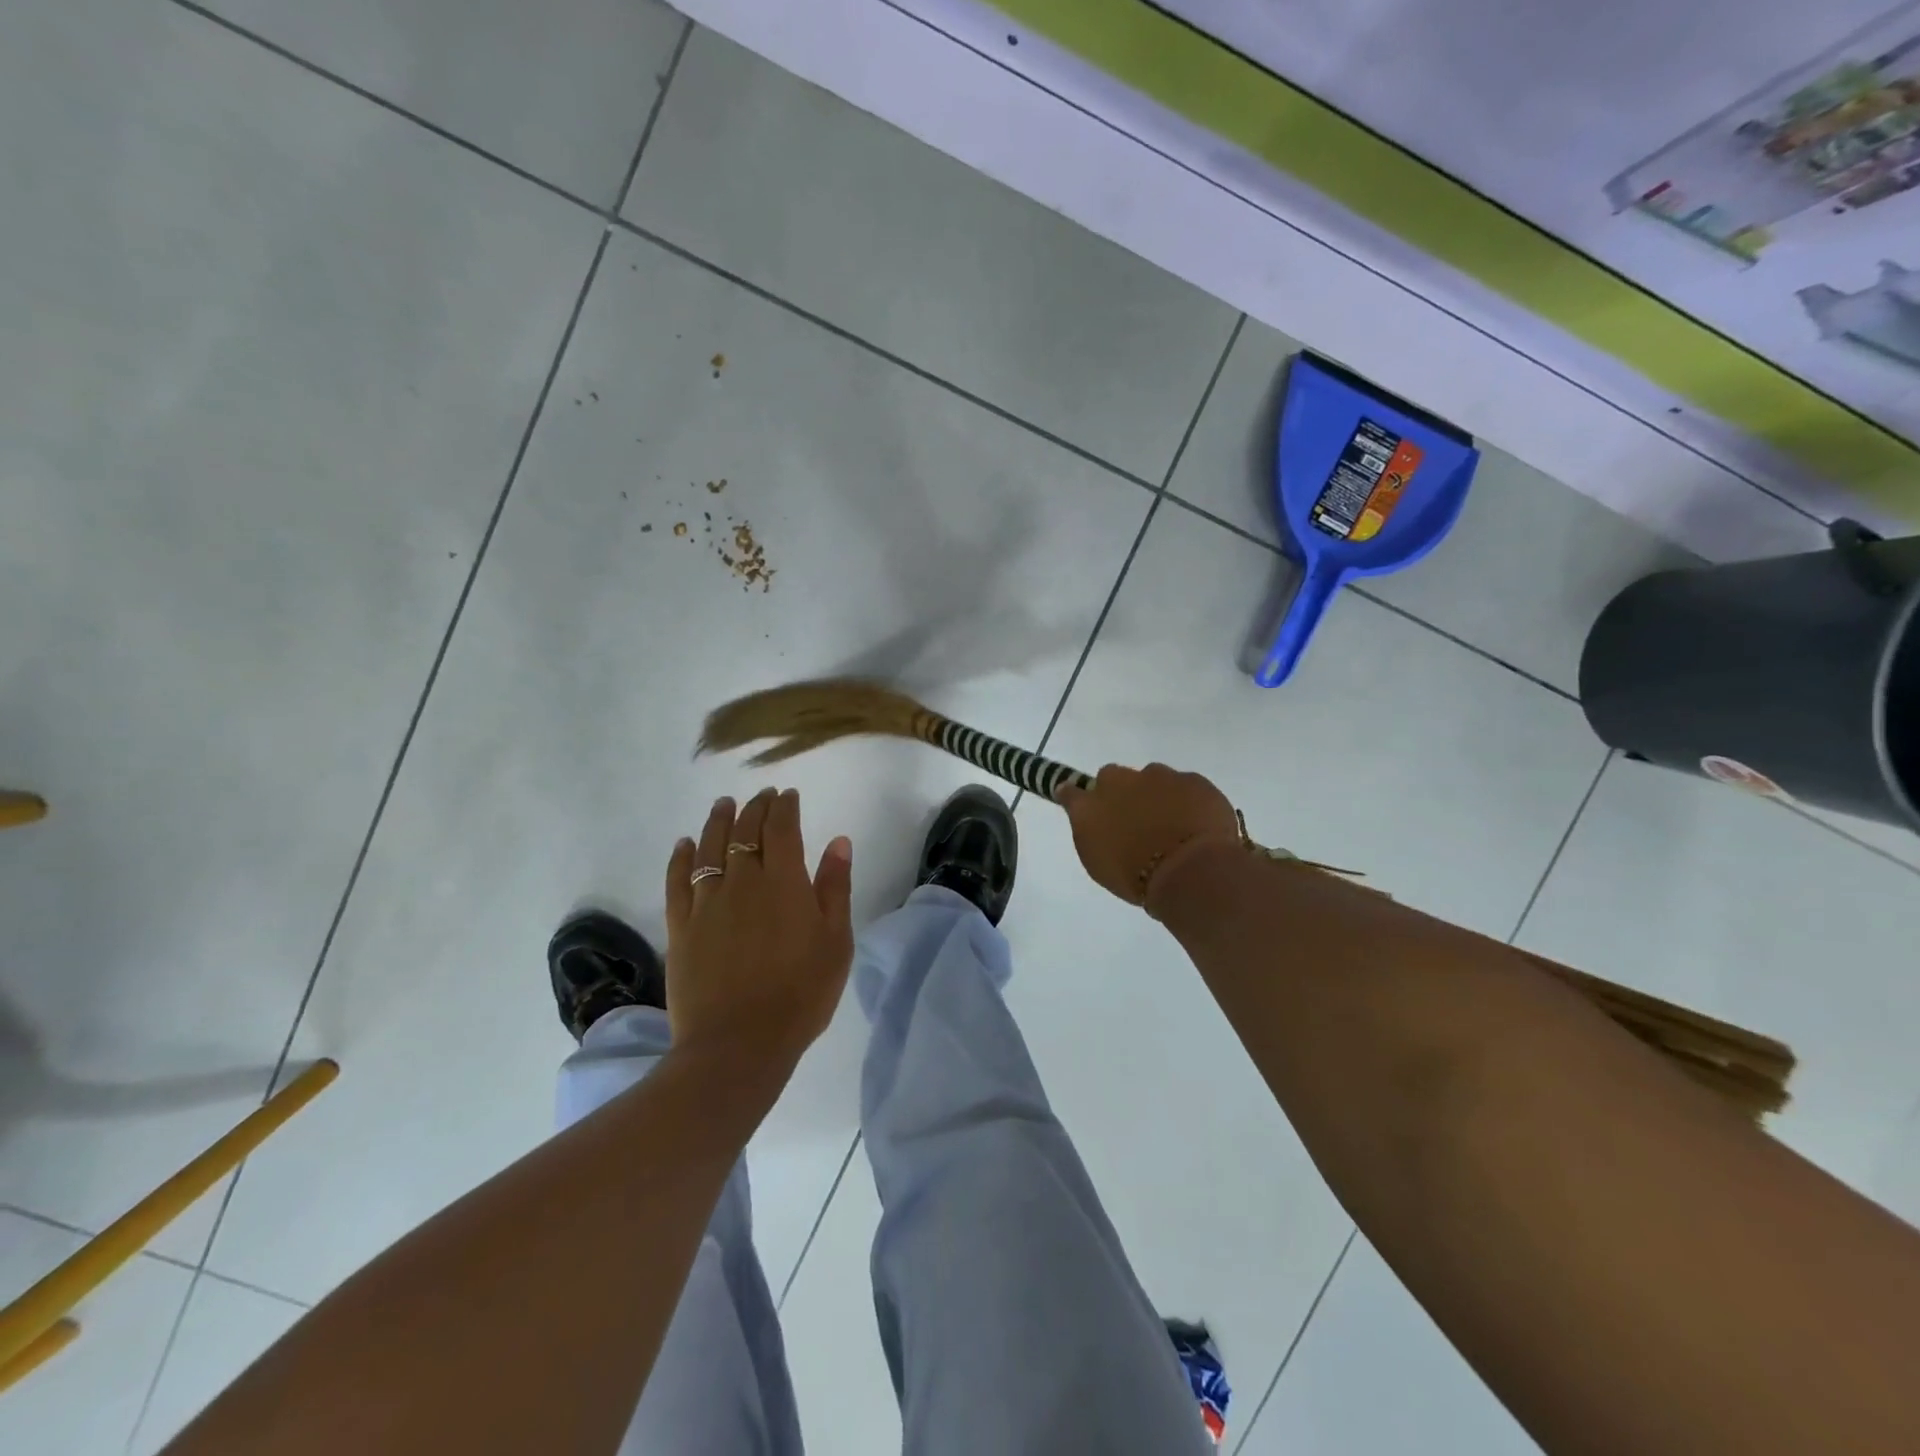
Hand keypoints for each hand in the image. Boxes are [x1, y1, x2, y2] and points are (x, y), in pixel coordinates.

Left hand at [664, 789, 853, 1065]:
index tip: (788, 795)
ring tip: (724, 805)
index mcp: (784, 882)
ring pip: (709, 848)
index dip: (784, 807)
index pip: (781, 828)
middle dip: (755, 808)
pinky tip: (684, 844)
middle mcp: (743, 882)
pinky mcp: (681, 926)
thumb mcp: (835, 942)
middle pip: (745, 832)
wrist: (739, 1044)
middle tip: (762, 796)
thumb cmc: (800, 994)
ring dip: (718, 821)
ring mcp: (707, 903)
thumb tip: (838, 841)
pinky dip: (680, 857)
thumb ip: (835, 888)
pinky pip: (677, 881)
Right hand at [1056, 763, 1239, 908]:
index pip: (1071, 792)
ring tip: (1172, 824)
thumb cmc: (1136, 879)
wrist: (1190, 871)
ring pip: (1151, 777)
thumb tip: (1096, 823)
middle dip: (1120, 792)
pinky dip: (1187, 799)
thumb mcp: (1101, 864)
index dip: (1076, 796)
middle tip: (1134, 819)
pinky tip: (1197, 823)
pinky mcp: (1192, 779)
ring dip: (1155, 794)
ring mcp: (1157, 776)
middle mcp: (1117, 783)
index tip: (1083, 804)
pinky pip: (1184, 785)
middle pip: (1112, 777)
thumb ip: (1094, 835)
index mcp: (1089, 808)